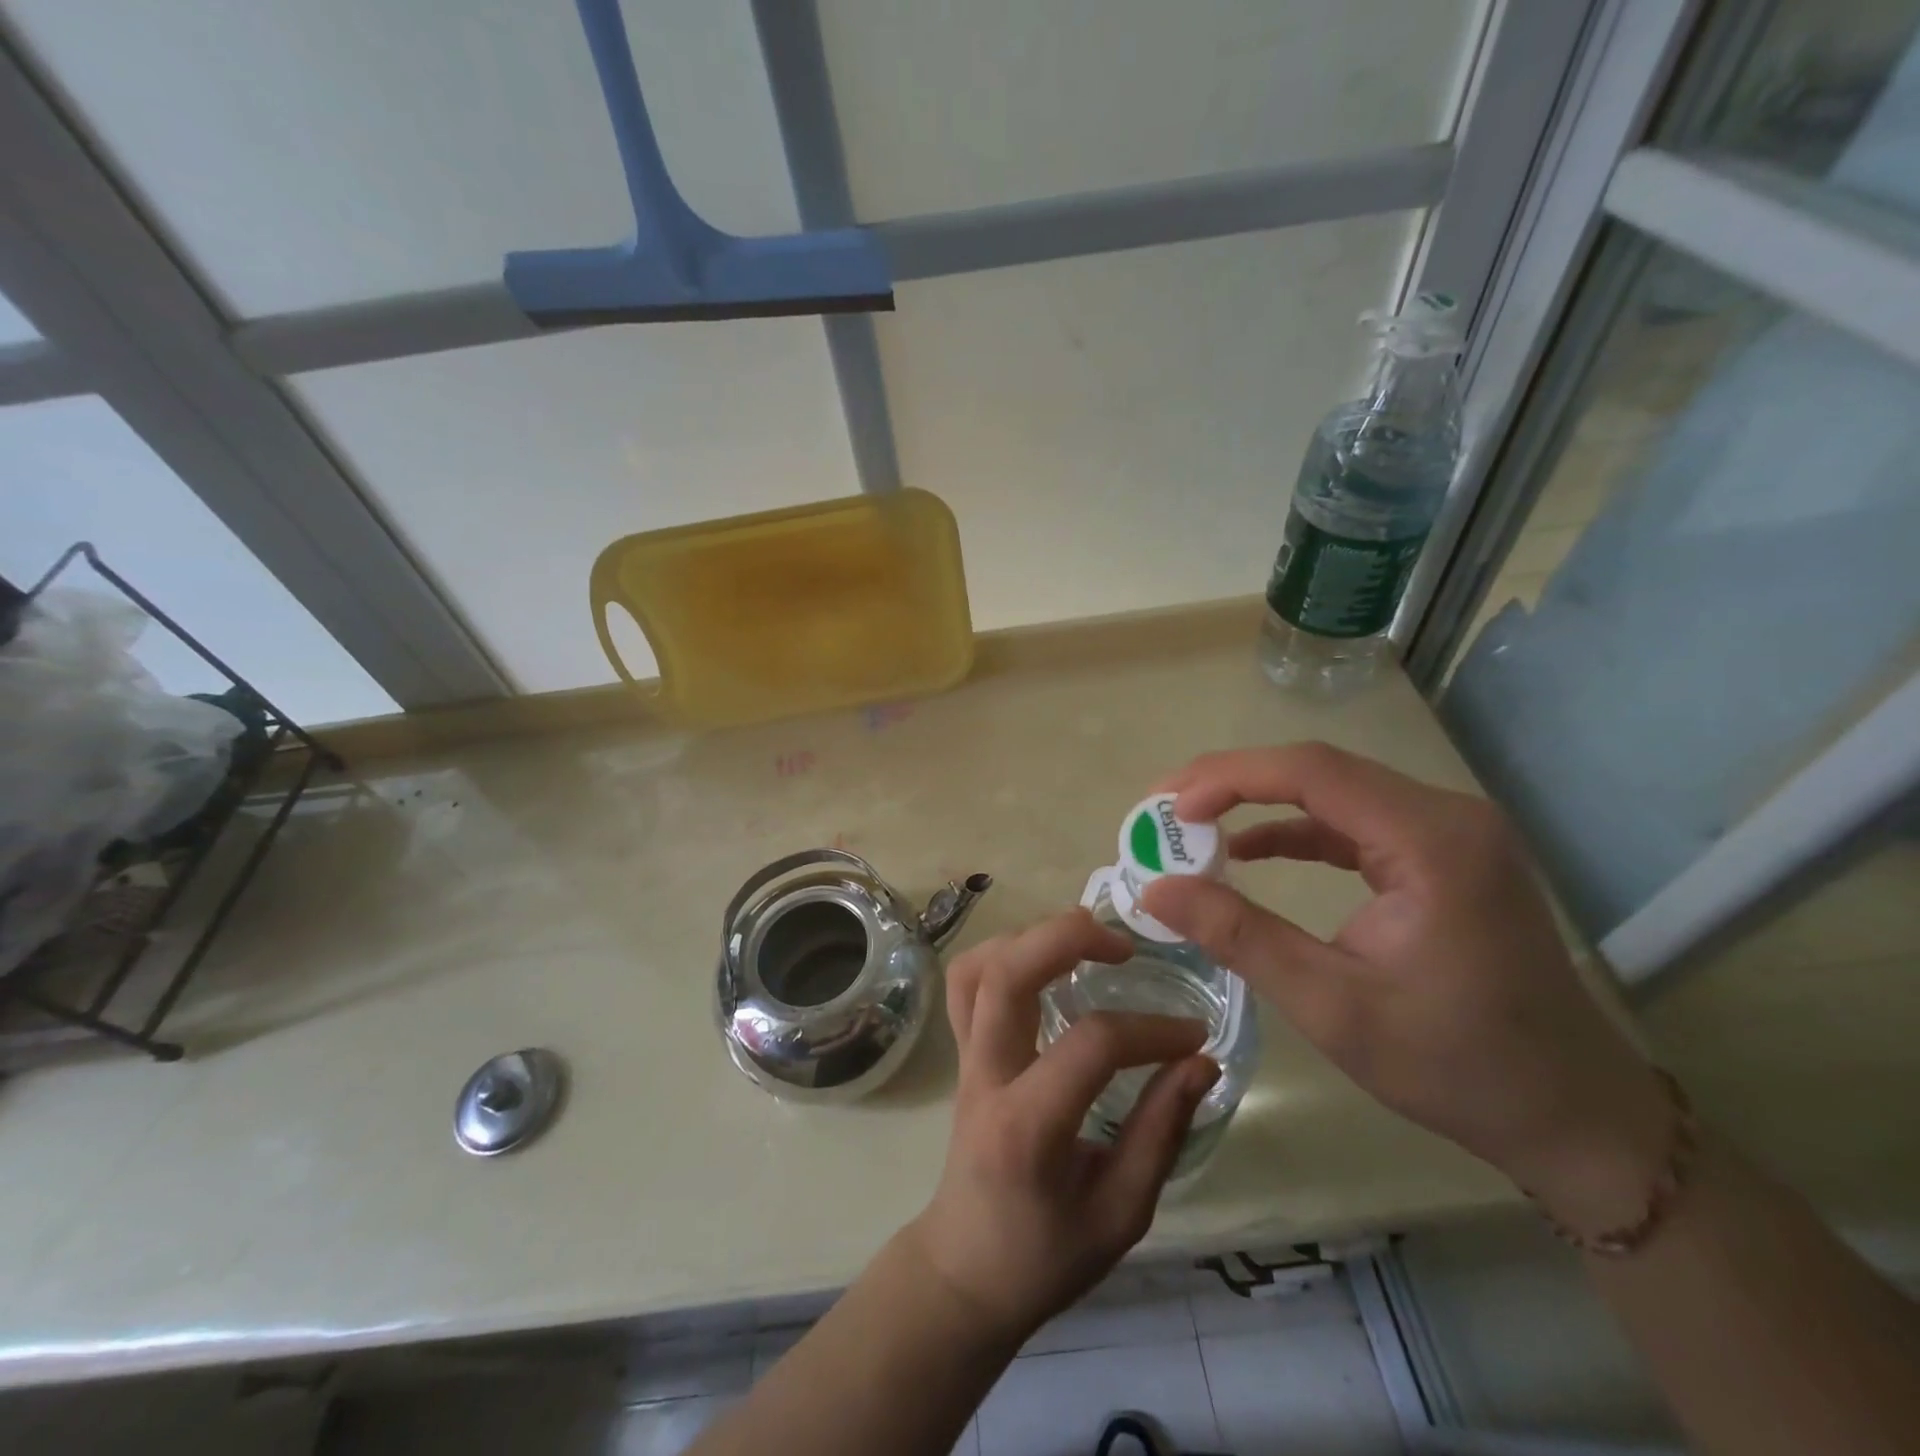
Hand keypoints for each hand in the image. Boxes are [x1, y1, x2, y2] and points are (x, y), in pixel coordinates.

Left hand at [906, 909, 1220, 1343]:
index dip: (1150, 1031)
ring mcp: (965, 1057)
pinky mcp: (962, 1050)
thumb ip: (1160, 1132)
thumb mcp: (1120, 1214)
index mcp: (1027, 1127)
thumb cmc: (1044, 1256)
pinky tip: (1045, 961)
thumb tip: (1201, 1062)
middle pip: (1007, 974)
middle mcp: (986, 1076)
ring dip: (1031, 938)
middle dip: (1066, 938)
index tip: (1194, 1036)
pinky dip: (1004, 953)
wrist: (965, 1270)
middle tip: (1124, 945)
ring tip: (1085, 942)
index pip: (1089, 1046)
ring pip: (978, 966)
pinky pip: (967, 981)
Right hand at [1141, 743, 1669, 1231]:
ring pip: (1331, 790)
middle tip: (1164, 811)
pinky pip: (1352, 822)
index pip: (1312, 772)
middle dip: (1231, 782)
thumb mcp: (1331, 1005)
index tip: (1166, 808)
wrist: (1574, 1115)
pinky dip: (1294, 829)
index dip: (1227, 778)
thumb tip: (1154, 890)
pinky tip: (1250, 851)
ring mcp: (1448, 832)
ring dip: (1257, 802)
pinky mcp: (1440, 854)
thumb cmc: (1456, 1066)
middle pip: (1319, 769)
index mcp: (1432, 842)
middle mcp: (1446, 816)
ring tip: (1192, 824)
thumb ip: (1240, 936)